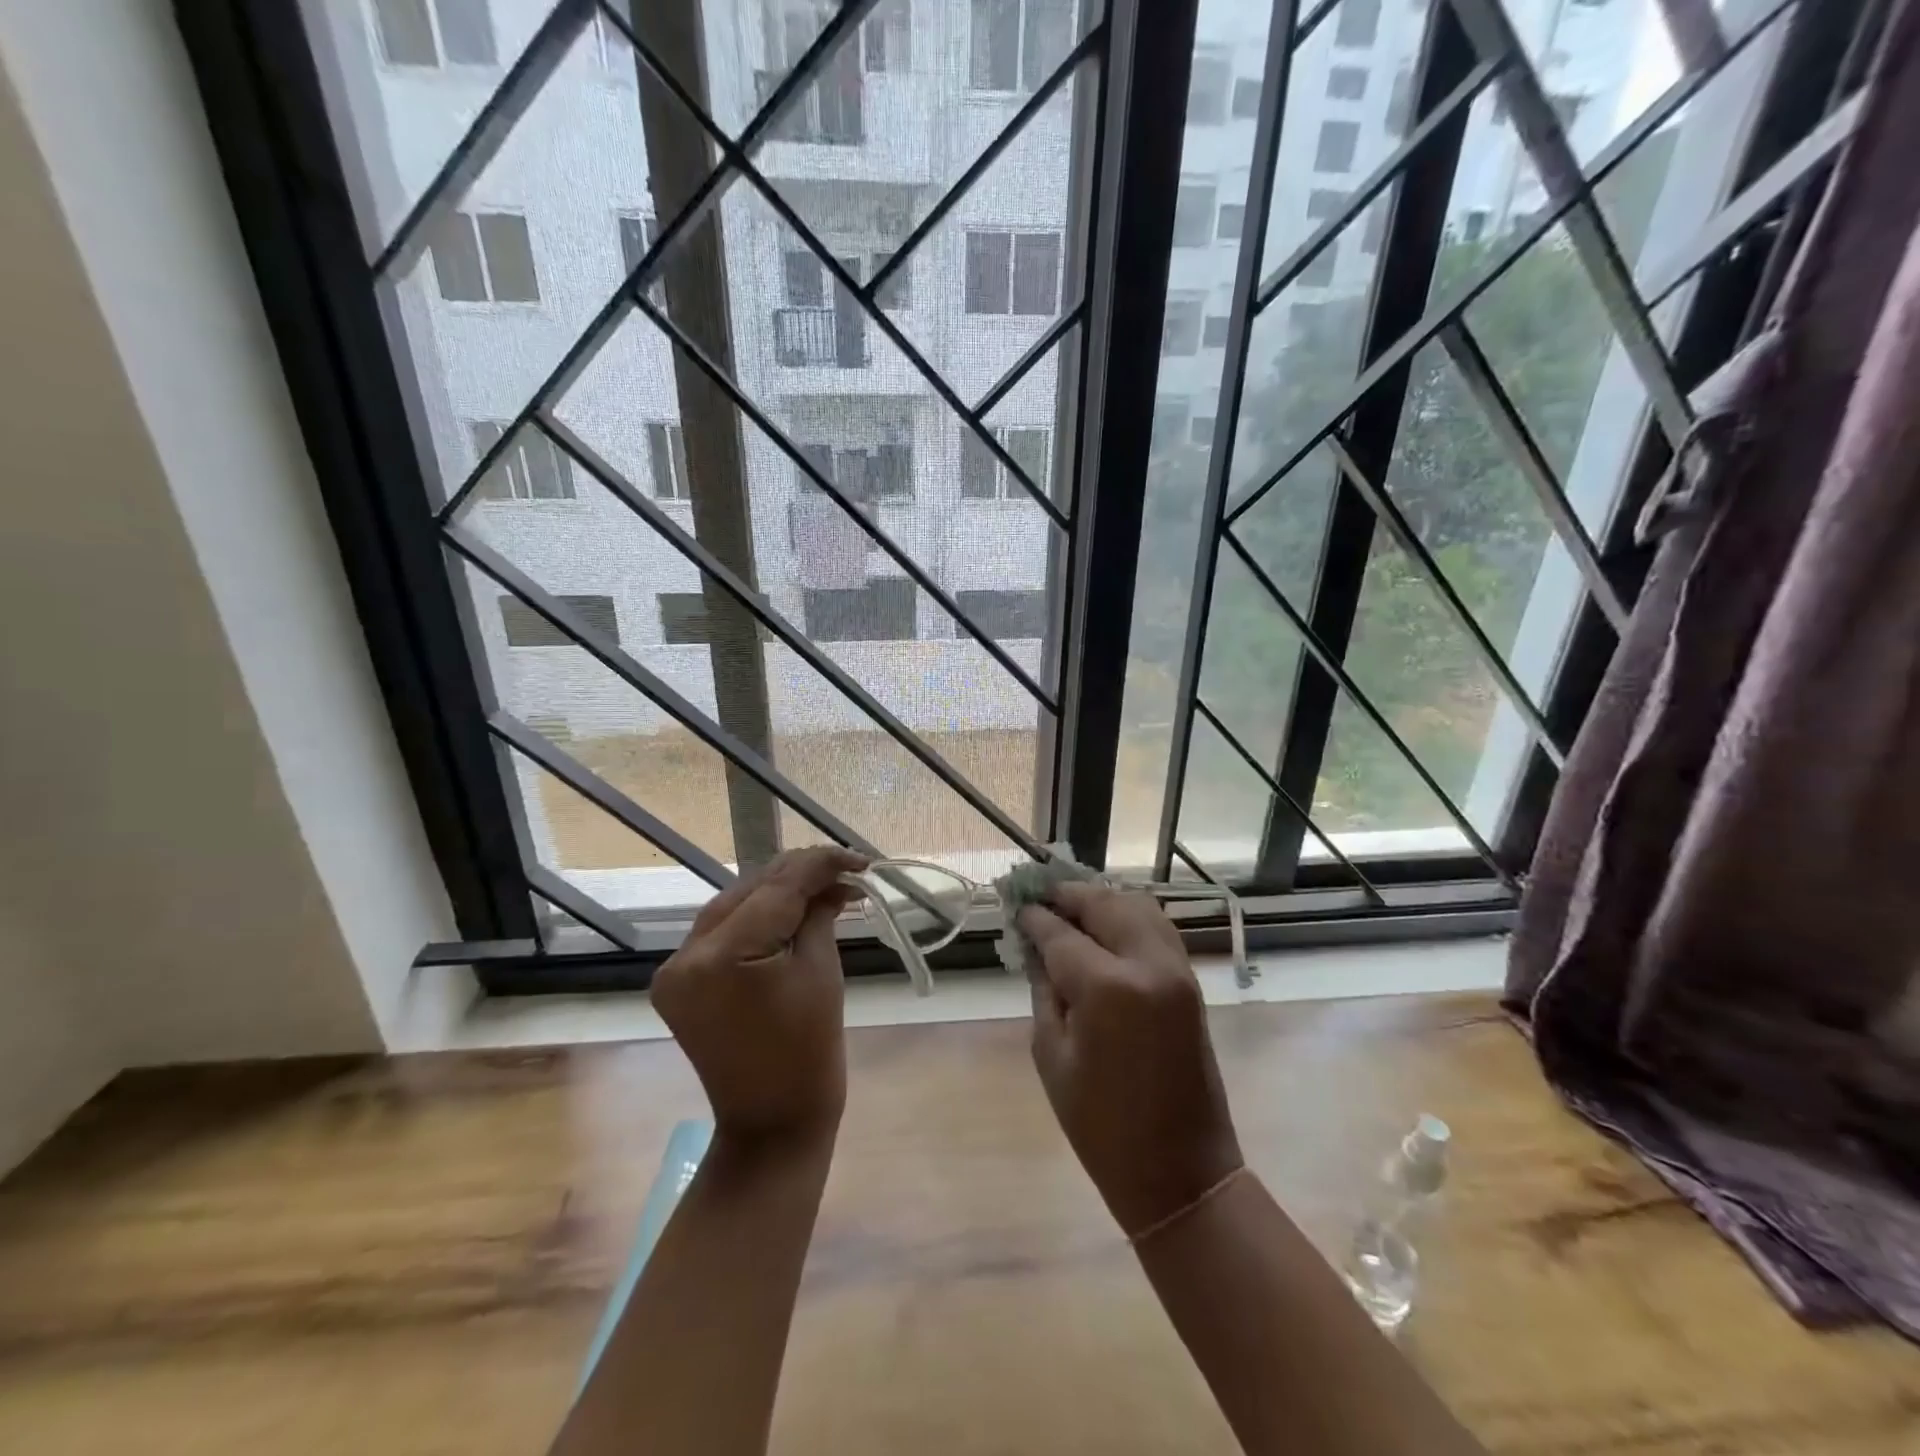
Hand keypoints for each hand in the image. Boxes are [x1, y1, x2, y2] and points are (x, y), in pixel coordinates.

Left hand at [652, 846, 867, 1143]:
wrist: (773, 1122)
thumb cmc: (810, 1051)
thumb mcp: (820, 969)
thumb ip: (819, 913)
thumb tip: (830, 882)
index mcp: (720, 956)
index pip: (776, 887)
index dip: (820, 865)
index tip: (859, 860)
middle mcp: (685, 957)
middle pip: (749, 891)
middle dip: (800, 877)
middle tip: (847, 873)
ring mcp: (676, 971)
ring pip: (734, 906)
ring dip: (779, 894)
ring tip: (825, 889)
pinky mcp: (680, 983)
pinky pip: (723, 932)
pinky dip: (758, 919)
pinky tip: (791, 913)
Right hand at [1019, 882, 1243, 1237]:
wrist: (1182, 1173)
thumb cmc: (1101, 1127)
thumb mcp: (1051, 1056)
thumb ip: (1043, 989)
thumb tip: (1034, 947)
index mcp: (1107, 988)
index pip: (1061, 933)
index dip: (1034, 917)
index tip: (1014, 904)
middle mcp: (1147, 964)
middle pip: (1104, 904)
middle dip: (1068, 894)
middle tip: (1039, 895)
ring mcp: (1176, 970)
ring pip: (1136, 906)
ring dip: (1100, 900)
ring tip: (1068, 906)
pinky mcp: (1191, 981)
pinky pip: (1157, 927)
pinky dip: (1127, 916)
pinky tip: (1103, 925)